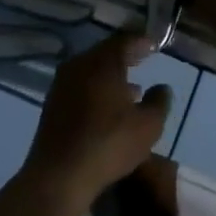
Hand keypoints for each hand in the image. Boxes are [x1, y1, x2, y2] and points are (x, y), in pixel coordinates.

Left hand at [21, 32, 170, 210]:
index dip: (141, 42)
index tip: (154, 45)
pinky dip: (97, 89)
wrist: (59, 174)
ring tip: (132, 89)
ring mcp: (62, 84)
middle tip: (143, 58)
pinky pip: (81, 86)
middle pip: (105, 53)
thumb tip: (162, 87)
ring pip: (92, 71)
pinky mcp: (53, 104)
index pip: (124, 41)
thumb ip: (158, 102)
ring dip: (112, 75)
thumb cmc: (108, 144)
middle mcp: (79, 65)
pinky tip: (109, 107)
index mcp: (102, 63)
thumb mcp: (147, 126)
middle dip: (126, 56)